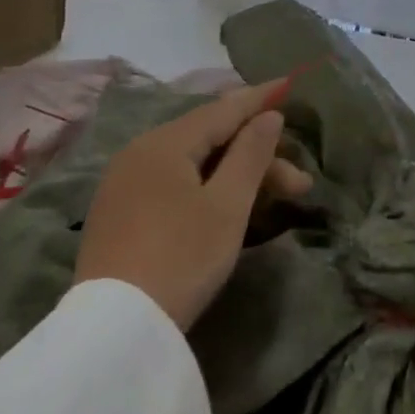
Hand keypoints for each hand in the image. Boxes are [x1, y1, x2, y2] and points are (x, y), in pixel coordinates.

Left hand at [74, 83, 313, 330]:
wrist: (115, 330)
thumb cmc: (182, 257)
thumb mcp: (228, 204)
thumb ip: (251, 153)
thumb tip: (268, 117)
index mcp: (164, 144)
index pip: (222, 109)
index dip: (260, 98)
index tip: (290, 83)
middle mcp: (139, 154)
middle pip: (210, 139)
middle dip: (258, 155)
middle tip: (299, 184)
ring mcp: (125, 185)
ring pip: (194, 163)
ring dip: (238, 175)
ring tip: (277, 199)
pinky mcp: (121, 214)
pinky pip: (174, 182)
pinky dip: (209, 186)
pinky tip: (230, 204)